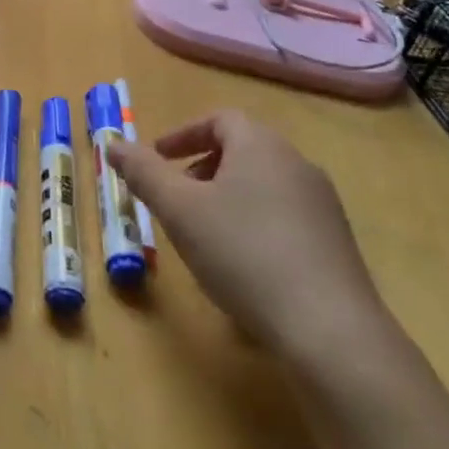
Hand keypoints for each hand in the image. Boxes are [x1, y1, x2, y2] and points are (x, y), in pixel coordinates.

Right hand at [107, 110, 393, 366]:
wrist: (329, 328)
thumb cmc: (242, 253)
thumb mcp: (178, 209)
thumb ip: (143, 172)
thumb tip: (112, 144)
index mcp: (261, 146)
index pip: (219, 119)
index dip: (182, 134)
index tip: (157, 159)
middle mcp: (297, 165)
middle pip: (242, 150)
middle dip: (200, 167)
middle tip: (174, 198)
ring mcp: (322, 205)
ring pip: (262, 184)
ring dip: (225, 197)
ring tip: (202, 234)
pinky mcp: (335, 243)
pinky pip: (282, 216)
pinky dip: (252, 224)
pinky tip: (240, 265)